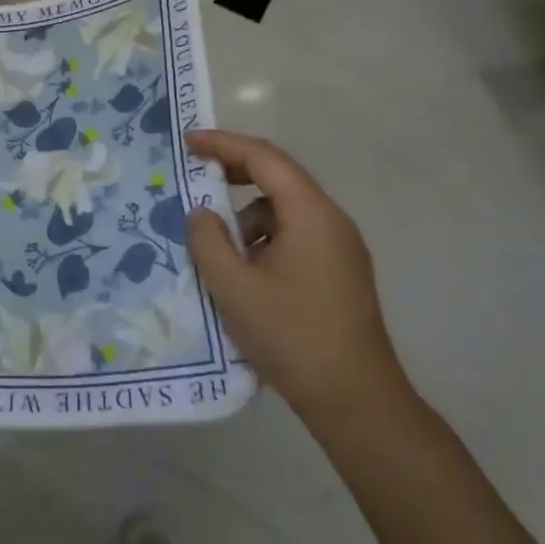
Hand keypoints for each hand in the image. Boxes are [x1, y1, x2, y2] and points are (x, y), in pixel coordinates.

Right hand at [185, 129, 407, 423]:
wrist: (357, 401)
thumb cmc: (292, 337)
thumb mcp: (234, 288)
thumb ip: (208, 241)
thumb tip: (201, 213)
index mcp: (310, 214)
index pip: (265, 158)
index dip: (224, 144)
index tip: (188, 142)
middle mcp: (331, 221)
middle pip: (280, 176)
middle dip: (235, 172)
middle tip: (196, 177)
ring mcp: (340, 247)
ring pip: (286, 209)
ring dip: (248, 215)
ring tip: (217, 247)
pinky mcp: (339, 272)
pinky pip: (296, 234)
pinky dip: (265, 238)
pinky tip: (245, 272)